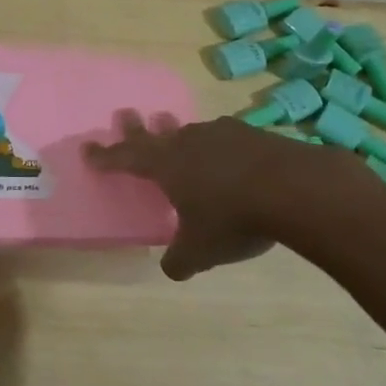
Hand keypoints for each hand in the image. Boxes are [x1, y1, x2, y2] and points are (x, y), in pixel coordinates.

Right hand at [84, 111, 373, 279]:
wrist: (297, 189)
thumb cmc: (234, 219)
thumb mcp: (200, 250)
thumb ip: (180, 260)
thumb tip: (171, 269)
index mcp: (166, 167)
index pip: (126, 159)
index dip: (106, 156)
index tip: (88, 148)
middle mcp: (189, 143)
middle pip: (156, 134)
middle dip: (137, 129)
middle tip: (125, 115)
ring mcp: (224, 134)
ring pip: (192, 133)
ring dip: (180, 134)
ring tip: (177, 135)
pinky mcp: (256, 135)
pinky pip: (227, 138)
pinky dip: (220, 146)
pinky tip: (230, 154)